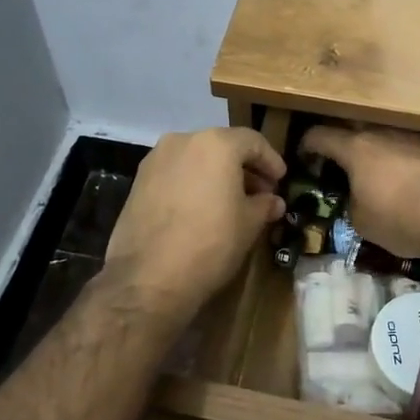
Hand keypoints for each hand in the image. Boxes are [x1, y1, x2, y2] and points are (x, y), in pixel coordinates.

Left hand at [103, 127, 286, 321]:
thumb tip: (273, 202)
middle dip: (244, 168)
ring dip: (217, 175)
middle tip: (260, 193)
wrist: (148, 278)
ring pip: (196, 158)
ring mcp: (156, 160)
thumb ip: (264, 205)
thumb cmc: (210, 243)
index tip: (280, 180)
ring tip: (231, 202)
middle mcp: (183, 141)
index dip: (271, 160)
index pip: (252, 141)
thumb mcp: (248, 225)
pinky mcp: (138, 181)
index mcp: (215, 144)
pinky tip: (202, 208)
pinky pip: (175, 173)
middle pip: (222, 146)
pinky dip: (193, 183)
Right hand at [299, 125, 419, 263]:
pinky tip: (412, 178)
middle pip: (355, 129)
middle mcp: (384, 132)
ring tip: (380, 172)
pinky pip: (413, 145)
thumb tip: (357, 195)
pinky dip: (406, 158)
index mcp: (356, 148)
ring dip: (378, 150)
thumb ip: (350, 199)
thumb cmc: (402, 221)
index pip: (320, 135)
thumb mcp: (360, 221)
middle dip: (344, 145)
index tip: (305, 156)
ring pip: (387, 136)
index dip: (307, 145)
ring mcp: (415, 135)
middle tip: (342, 164)